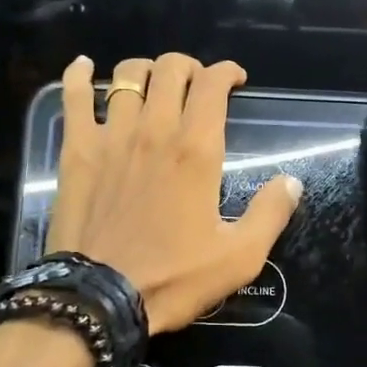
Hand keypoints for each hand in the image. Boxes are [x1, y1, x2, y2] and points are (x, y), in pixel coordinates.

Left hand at [46, 53, 302, 333]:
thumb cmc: (173, 278)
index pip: (212, 84)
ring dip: (145, 70)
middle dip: (189, 66)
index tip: (235, 80)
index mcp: (197, 150)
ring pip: (127, 76)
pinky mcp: (77, 150)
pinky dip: (79, 75)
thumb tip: (292, 180)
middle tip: (196, 85)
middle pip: (171, 69)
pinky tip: (84, 67)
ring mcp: (111, 136)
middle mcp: (155, 130)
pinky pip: (74, 97)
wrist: (99, 300)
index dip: (227, 72)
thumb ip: (270, 213)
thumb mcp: (240, 256)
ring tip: (153, 84)